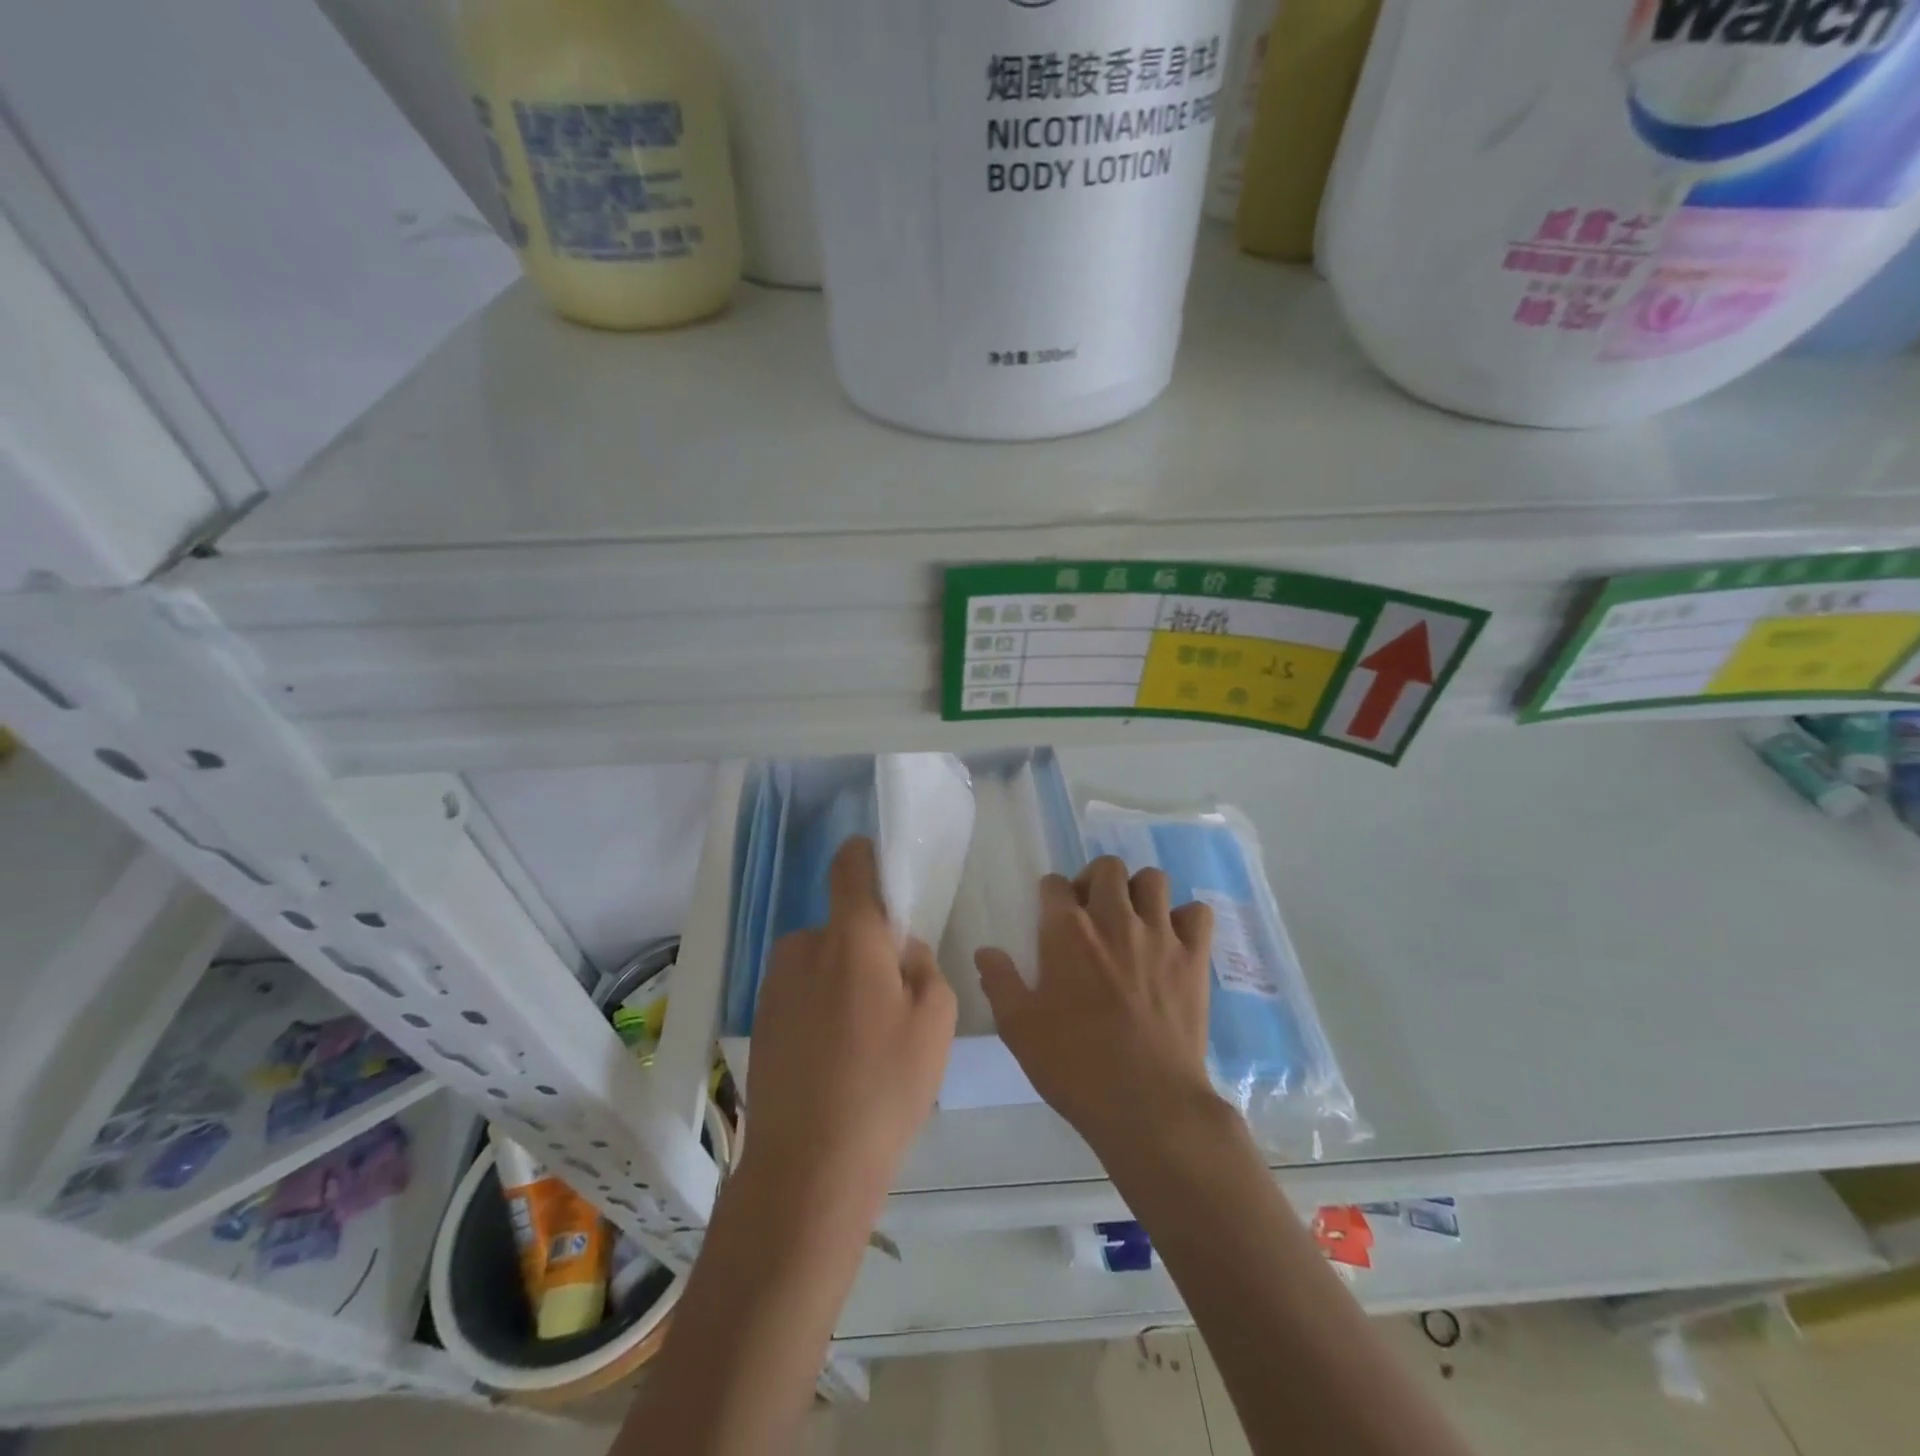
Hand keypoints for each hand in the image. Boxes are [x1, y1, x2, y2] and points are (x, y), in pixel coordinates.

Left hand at [738, 836, 955, 1214]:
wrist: (809, 1168)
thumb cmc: (885, 1086)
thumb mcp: (936, 1020)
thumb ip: (923, 965)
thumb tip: (900, 947)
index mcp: (849, 938)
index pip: (850, 868)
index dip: (865, 856)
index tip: (879, 864)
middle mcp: (803, 948)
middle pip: (841, 925)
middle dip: (865, 945)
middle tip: (890, 997)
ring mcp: (775, 985)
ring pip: (820, 961)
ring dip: (841, 979)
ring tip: (862, 1040)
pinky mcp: (761, 1020)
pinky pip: (801, 992)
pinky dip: (820, 1008)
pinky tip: (834, 1060)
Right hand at [976, 857, 1219, 1157]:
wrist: (1147, 1104)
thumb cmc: (1075, 1065)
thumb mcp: (1019, 1028)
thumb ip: (999, 981)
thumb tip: (985, 951)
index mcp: (1067, 932)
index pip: (1055, 884)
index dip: (1051, 895)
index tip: (1052, 916)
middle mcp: (1114, 919)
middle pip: (1107, 868)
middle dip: (1094, 881)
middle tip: (1091, 913)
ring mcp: (1160, 935)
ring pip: (1153, 880)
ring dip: (1139, 892)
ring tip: (1132, 920)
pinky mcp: (1194, 957)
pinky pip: (1197, 913)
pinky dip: (1185, 919)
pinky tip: (1173, 940)